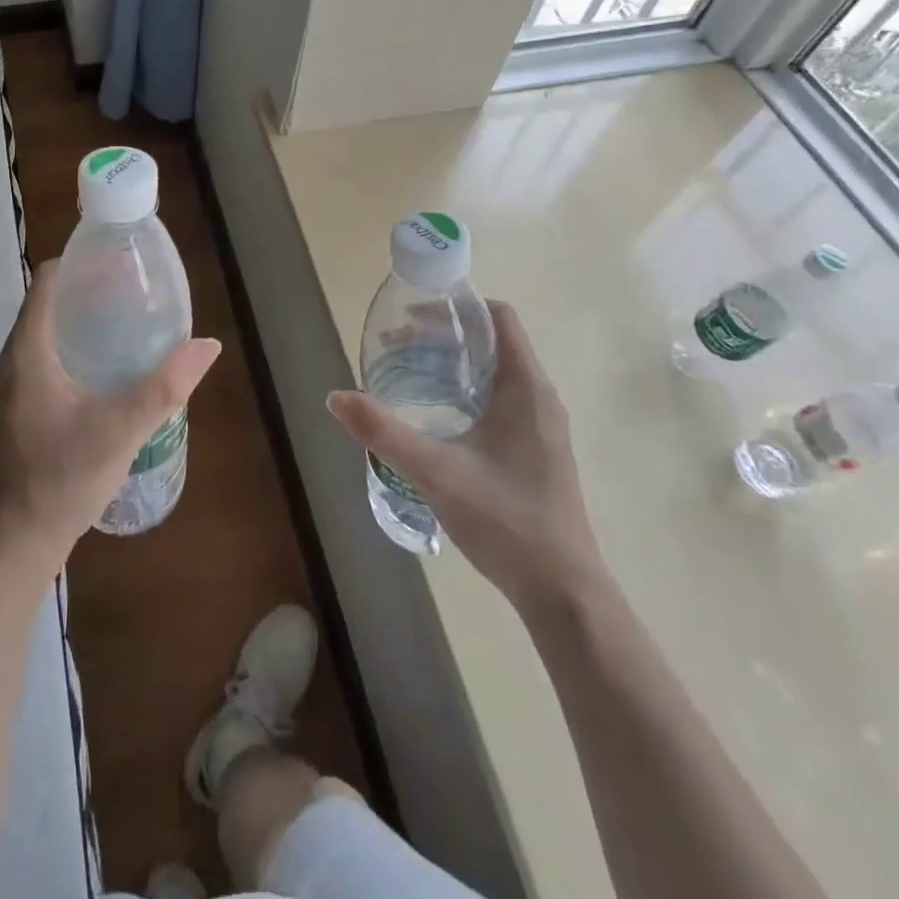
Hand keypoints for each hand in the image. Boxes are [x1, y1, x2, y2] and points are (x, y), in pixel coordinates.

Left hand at [0, 260, 220, 567]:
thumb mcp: (120, 429)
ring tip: (132, 316)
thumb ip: (165, 386)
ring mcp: (20, 384)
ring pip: (52, 329)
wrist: (18, 542)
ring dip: (87, 316)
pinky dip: (81, 343)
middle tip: (138, 287)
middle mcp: (18, 358)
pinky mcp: (28, 405)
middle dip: (92, 287)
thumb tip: (208, 345)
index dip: (82, 261)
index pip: (48, 280)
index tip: (122, 260)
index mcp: (28, 350)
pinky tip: (114, 362)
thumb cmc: (61, 478)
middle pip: (52, 301)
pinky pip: (53, 354)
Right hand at [327, 301, 601, 611]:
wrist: (562, 591)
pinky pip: (501, 397)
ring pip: (495, 371)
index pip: (498, 317)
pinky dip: (466, 389)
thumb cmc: (505, 521)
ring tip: (409, 372)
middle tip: (396, 345)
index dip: (457, 307)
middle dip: (444, 336)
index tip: (413, 314)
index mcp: (525, 387)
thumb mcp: (436, 472)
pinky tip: (437, 414)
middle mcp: (540, 396)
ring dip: (453, 363)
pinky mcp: (537, 447)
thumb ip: (384, 432)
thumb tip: (335, 396)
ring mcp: (542, 424)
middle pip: (492, 341)